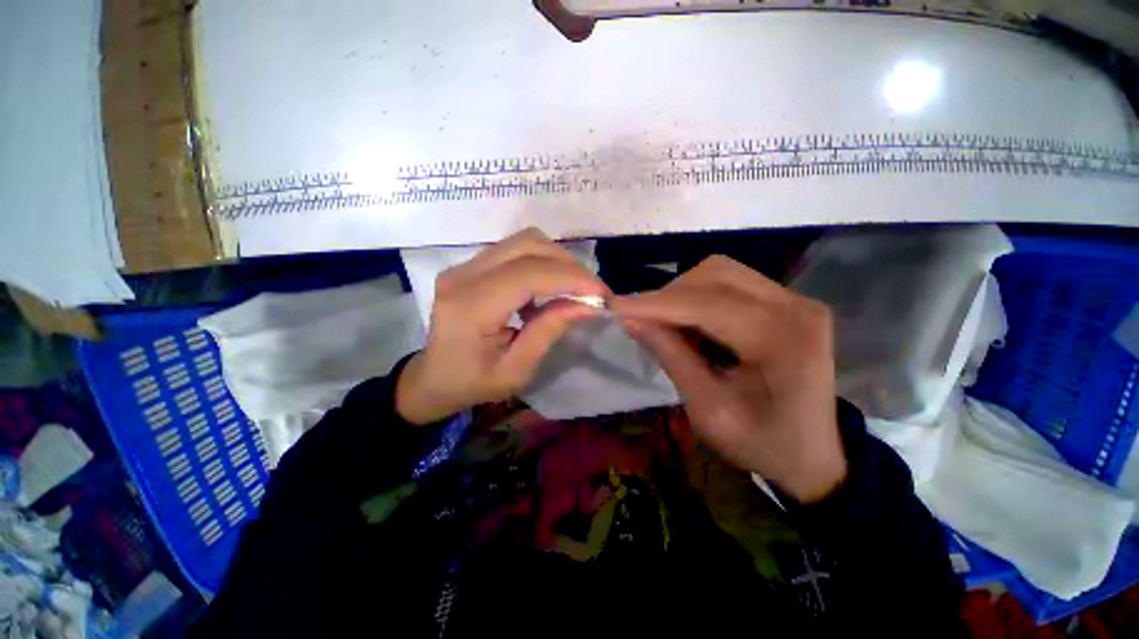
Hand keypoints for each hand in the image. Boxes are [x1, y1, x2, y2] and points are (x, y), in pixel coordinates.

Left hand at [396, 229, 608, 424]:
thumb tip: (587, 304)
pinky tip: (549, 287)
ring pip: (523, 241)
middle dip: (569, 264)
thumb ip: (549, 331)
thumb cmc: (472, 384)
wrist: (432, 379)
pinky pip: (515, 250)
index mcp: (470, 306)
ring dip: (557, 260)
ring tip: (575, 287)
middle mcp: (463, 275)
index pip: (529, 274)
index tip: (602, 294)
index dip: (571, 278)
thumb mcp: (516, 370)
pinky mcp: (470, 265)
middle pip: (527, 245)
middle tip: (592, 290)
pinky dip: (542, 262)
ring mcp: (463, 266)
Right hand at [611, 256, 846, 502]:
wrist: (815, 454)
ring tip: (668, 326)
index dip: (655, 303)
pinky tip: (692, 324)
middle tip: (644, 324)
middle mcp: (796, 307)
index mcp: (783, 342)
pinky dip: (699, 297)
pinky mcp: (788, 300)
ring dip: (682, 294)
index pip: (707, 305)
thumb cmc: (763, 444)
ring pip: (720, 273)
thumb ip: (671, 357)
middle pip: (714, 275)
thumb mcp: (708, 410)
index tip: (614, 305)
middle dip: (668, 296)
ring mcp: (796, 299)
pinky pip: (730, 282)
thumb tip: (630, 319)